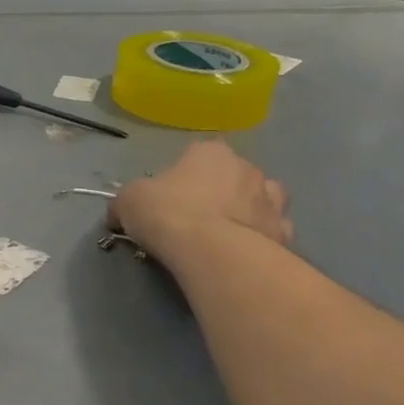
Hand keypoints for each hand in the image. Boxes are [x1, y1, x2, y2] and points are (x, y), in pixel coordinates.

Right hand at [108, 138, 293, 259]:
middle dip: (216, 191)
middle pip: (229, 175)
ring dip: (245, 209)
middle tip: (192, 218)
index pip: (194, 156)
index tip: (166, 199)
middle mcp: (247, 167)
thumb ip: (126, 201)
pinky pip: (270, 228)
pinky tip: (242, 250)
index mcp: (210, 152)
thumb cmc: (168, 213)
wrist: (212, 252)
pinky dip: (260, 235)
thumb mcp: (127, 201)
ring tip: (223, 234)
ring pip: (258, 198)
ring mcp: (271, 199)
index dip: (179, 177)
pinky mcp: (284, 232)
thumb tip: (119, 213)